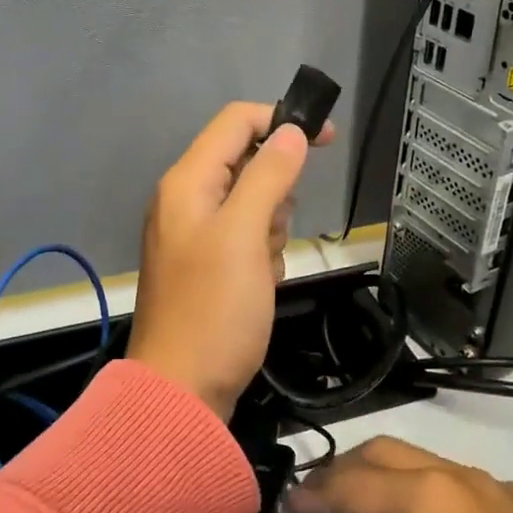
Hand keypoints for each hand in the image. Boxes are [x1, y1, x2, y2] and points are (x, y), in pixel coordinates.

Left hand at [127, 102, 333, 421]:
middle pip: (246, 164)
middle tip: (273, 233)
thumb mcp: (245, 235)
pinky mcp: (207, 266)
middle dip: (276, 193)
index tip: (328, 140)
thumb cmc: (215, 309)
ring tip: (263, 267)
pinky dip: (262, 256)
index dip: (281, 122)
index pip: (236, 123)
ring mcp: (194, 235)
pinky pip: (246, 240)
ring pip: (252, 205)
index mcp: (187, 183)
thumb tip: (291, 132)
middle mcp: (185, 201)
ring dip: (271, 230)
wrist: (183, 390)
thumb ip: (268, 176)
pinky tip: (259, 286)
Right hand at [289, 436, 512, 512]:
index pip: (357, 480)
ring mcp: (506, 500)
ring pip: (432, 470)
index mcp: (432, 493)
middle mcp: (469, 479)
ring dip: (392, 484)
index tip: (289, 504)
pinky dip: (432, 500)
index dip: (317, 490)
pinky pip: (466, 494)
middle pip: (393, 456)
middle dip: (350, 470)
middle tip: (321, 497)